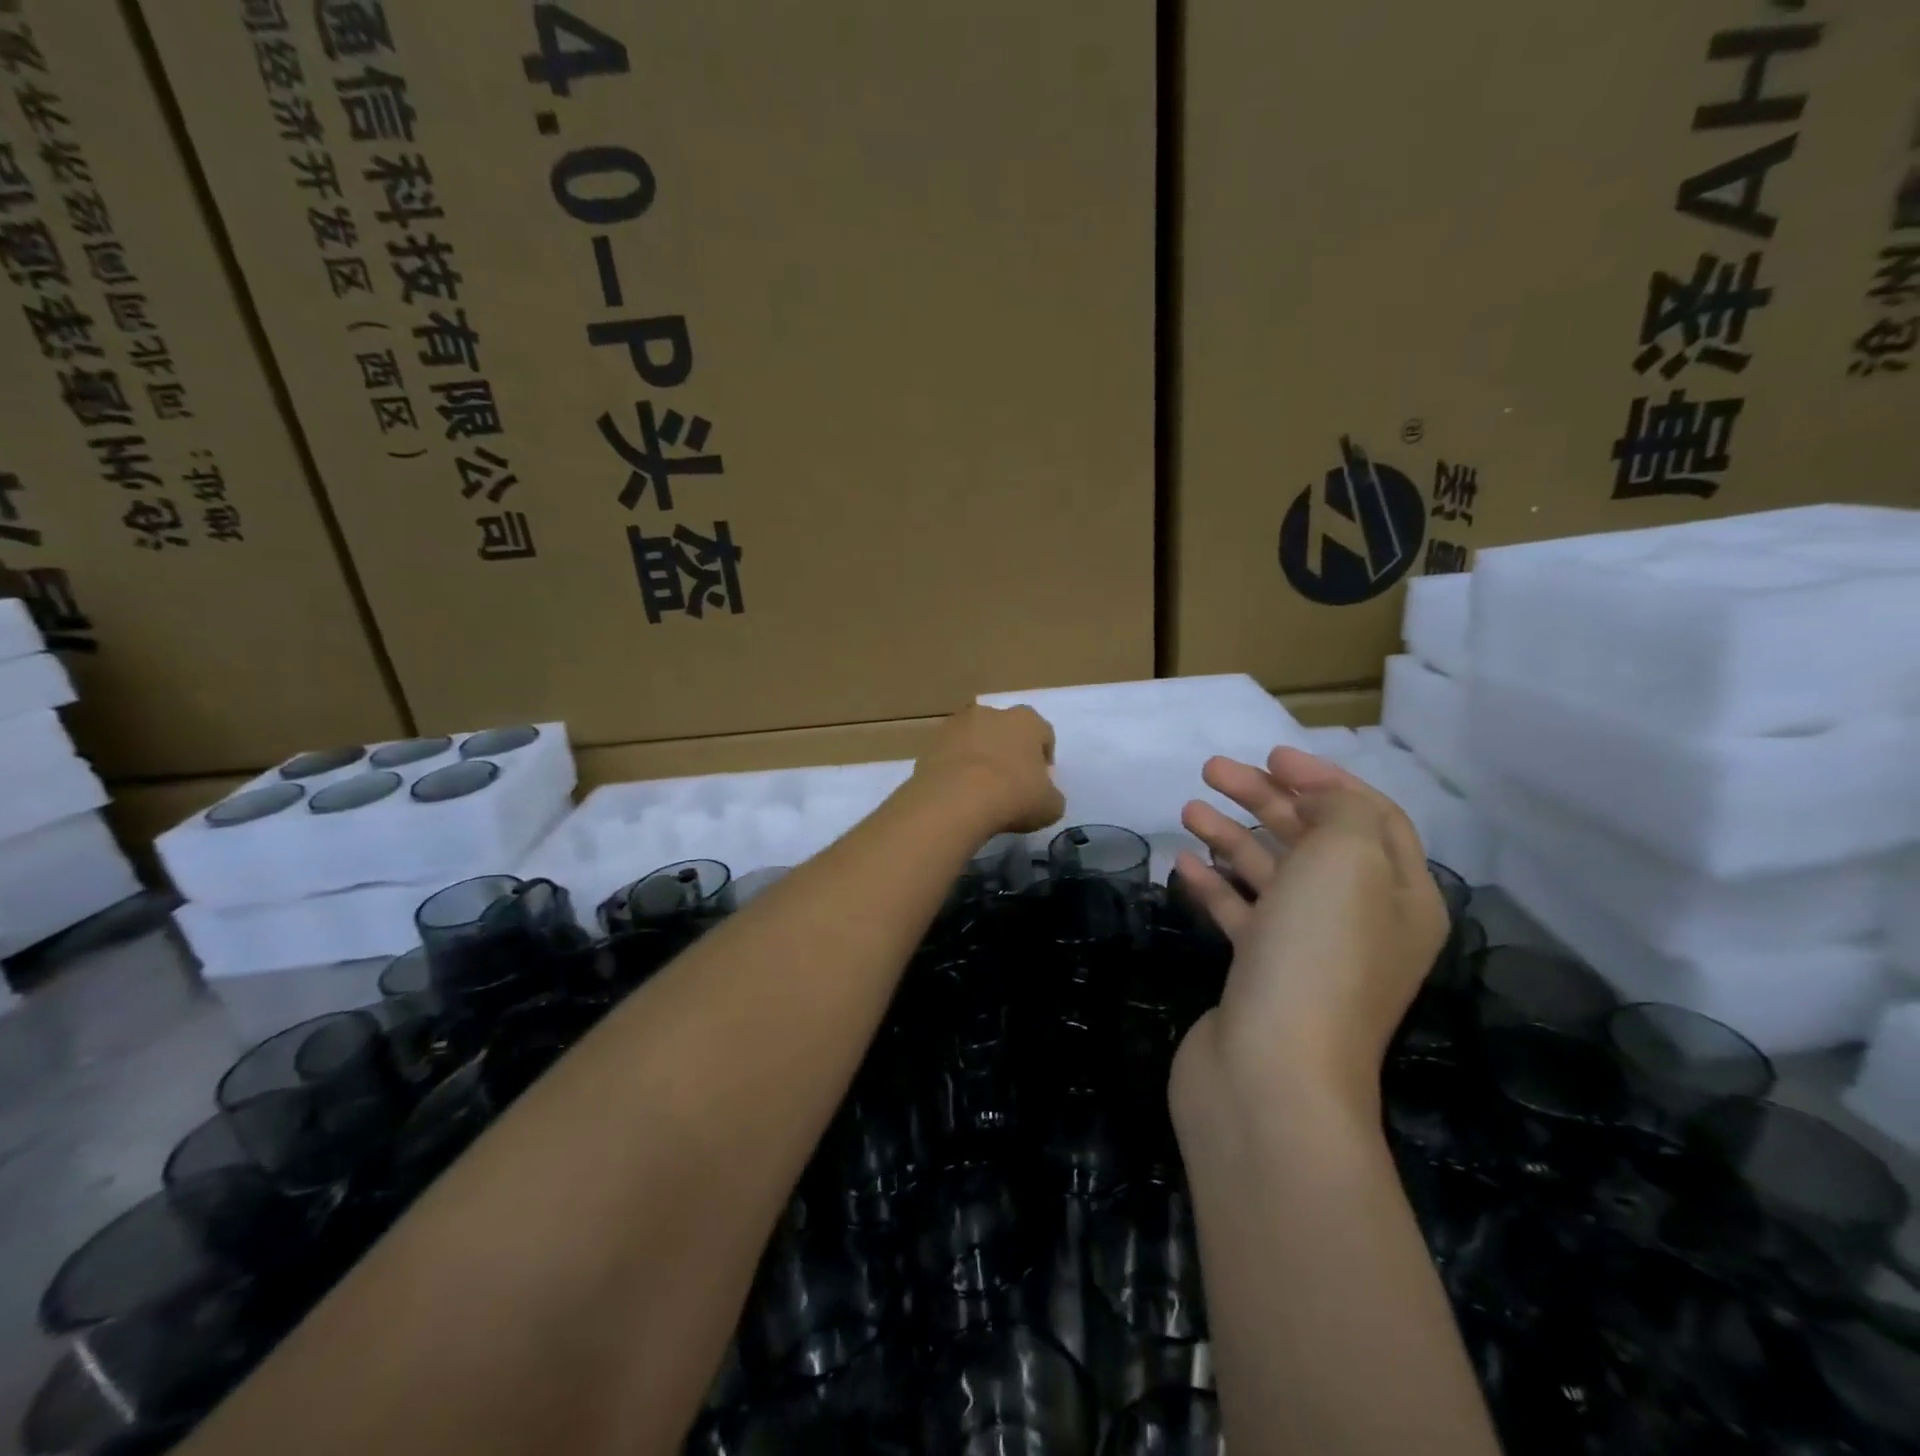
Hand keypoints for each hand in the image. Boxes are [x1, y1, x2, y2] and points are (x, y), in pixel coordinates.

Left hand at [912, 704, 1065, 834]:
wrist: (956, 800)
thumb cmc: (1013, 796)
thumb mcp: (1050, 806)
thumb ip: (1051, 796)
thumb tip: (1044, 796)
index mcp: (1026, 720)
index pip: (1042, 733)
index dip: (1043, 758)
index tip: (1039, 782)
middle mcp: (990, 713)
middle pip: (1004, 731)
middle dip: (1007, 752)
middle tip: (1008, 784)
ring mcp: (955, 726)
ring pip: (973, 740)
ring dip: (978, 758)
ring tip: (978, 791)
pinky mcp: (929, 744)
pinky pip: (949, 756)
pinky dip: (953, 770)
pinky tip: (957, 795)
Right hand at [1170, 748, 1447, 1115]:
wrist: (1272, 1071)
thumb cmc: (1318, 952)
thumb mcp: (1347, 860)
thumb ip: (1341, 813)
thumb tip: (1318, 802)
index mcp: (1400, 895)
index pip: (1371, 817)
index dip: (1324, 779)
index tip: (1271, 754)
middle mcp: (1360, 921)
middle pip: (1313, 841)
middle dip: (1267, 799)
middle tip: (1213, 770)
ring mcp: (1307, 950)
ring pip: (1271, 875)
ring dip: (1233, 836)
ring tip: (1188, 808)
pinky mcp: (1260, 974)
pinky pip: (1240, 914)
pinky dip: (1214, 885)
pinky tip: (1183, 863)